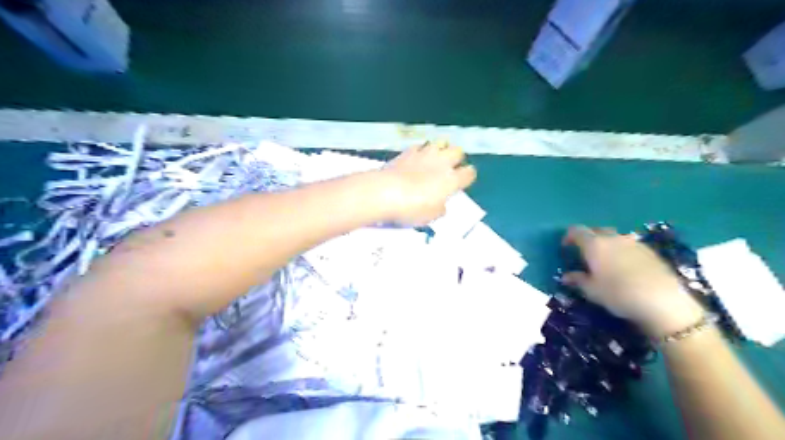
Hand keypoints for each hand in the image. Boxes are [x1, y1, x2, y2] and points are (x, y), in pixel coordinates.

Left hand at [377, 140, 474, 226]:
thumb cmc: (412, 208)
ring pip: (441, 142)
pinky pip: (420, 145)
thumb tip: (442, 204)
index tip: (462, 182)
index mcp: (452, 179)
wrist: (385, 192)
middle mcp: (442, 162)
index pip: (469, 173)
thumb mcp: (430, 217)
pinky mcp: (408, 151)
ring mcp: (425, 153)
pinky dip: (421, 150)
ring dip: (441, 149)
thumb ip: (439, 209)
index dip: (467, 177)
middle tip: (449, 168)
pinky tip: (416, 158)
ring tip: (435, 158)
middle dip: (456, 158)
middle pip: (458, 151)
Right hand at [564, 227, 705, 336]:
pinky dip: (622, 251)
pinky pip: (629, 245)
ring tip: (606, 261)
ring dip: (606, 244)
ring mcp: (633, 242)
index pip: (576, 231)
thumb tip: (566, 276)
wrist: (663, 302)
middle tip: (585, 254)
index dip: (568, 236)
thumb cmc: (618, 294)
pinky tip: (625, 267)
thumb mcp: (592, 291)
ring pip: (614, 237)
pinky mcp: (650, 251)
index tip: (565, 248)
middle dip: (588, 239)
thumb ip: (578, 280)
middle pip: (596, 230)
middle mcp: (613, 238)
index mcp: (594, 245)